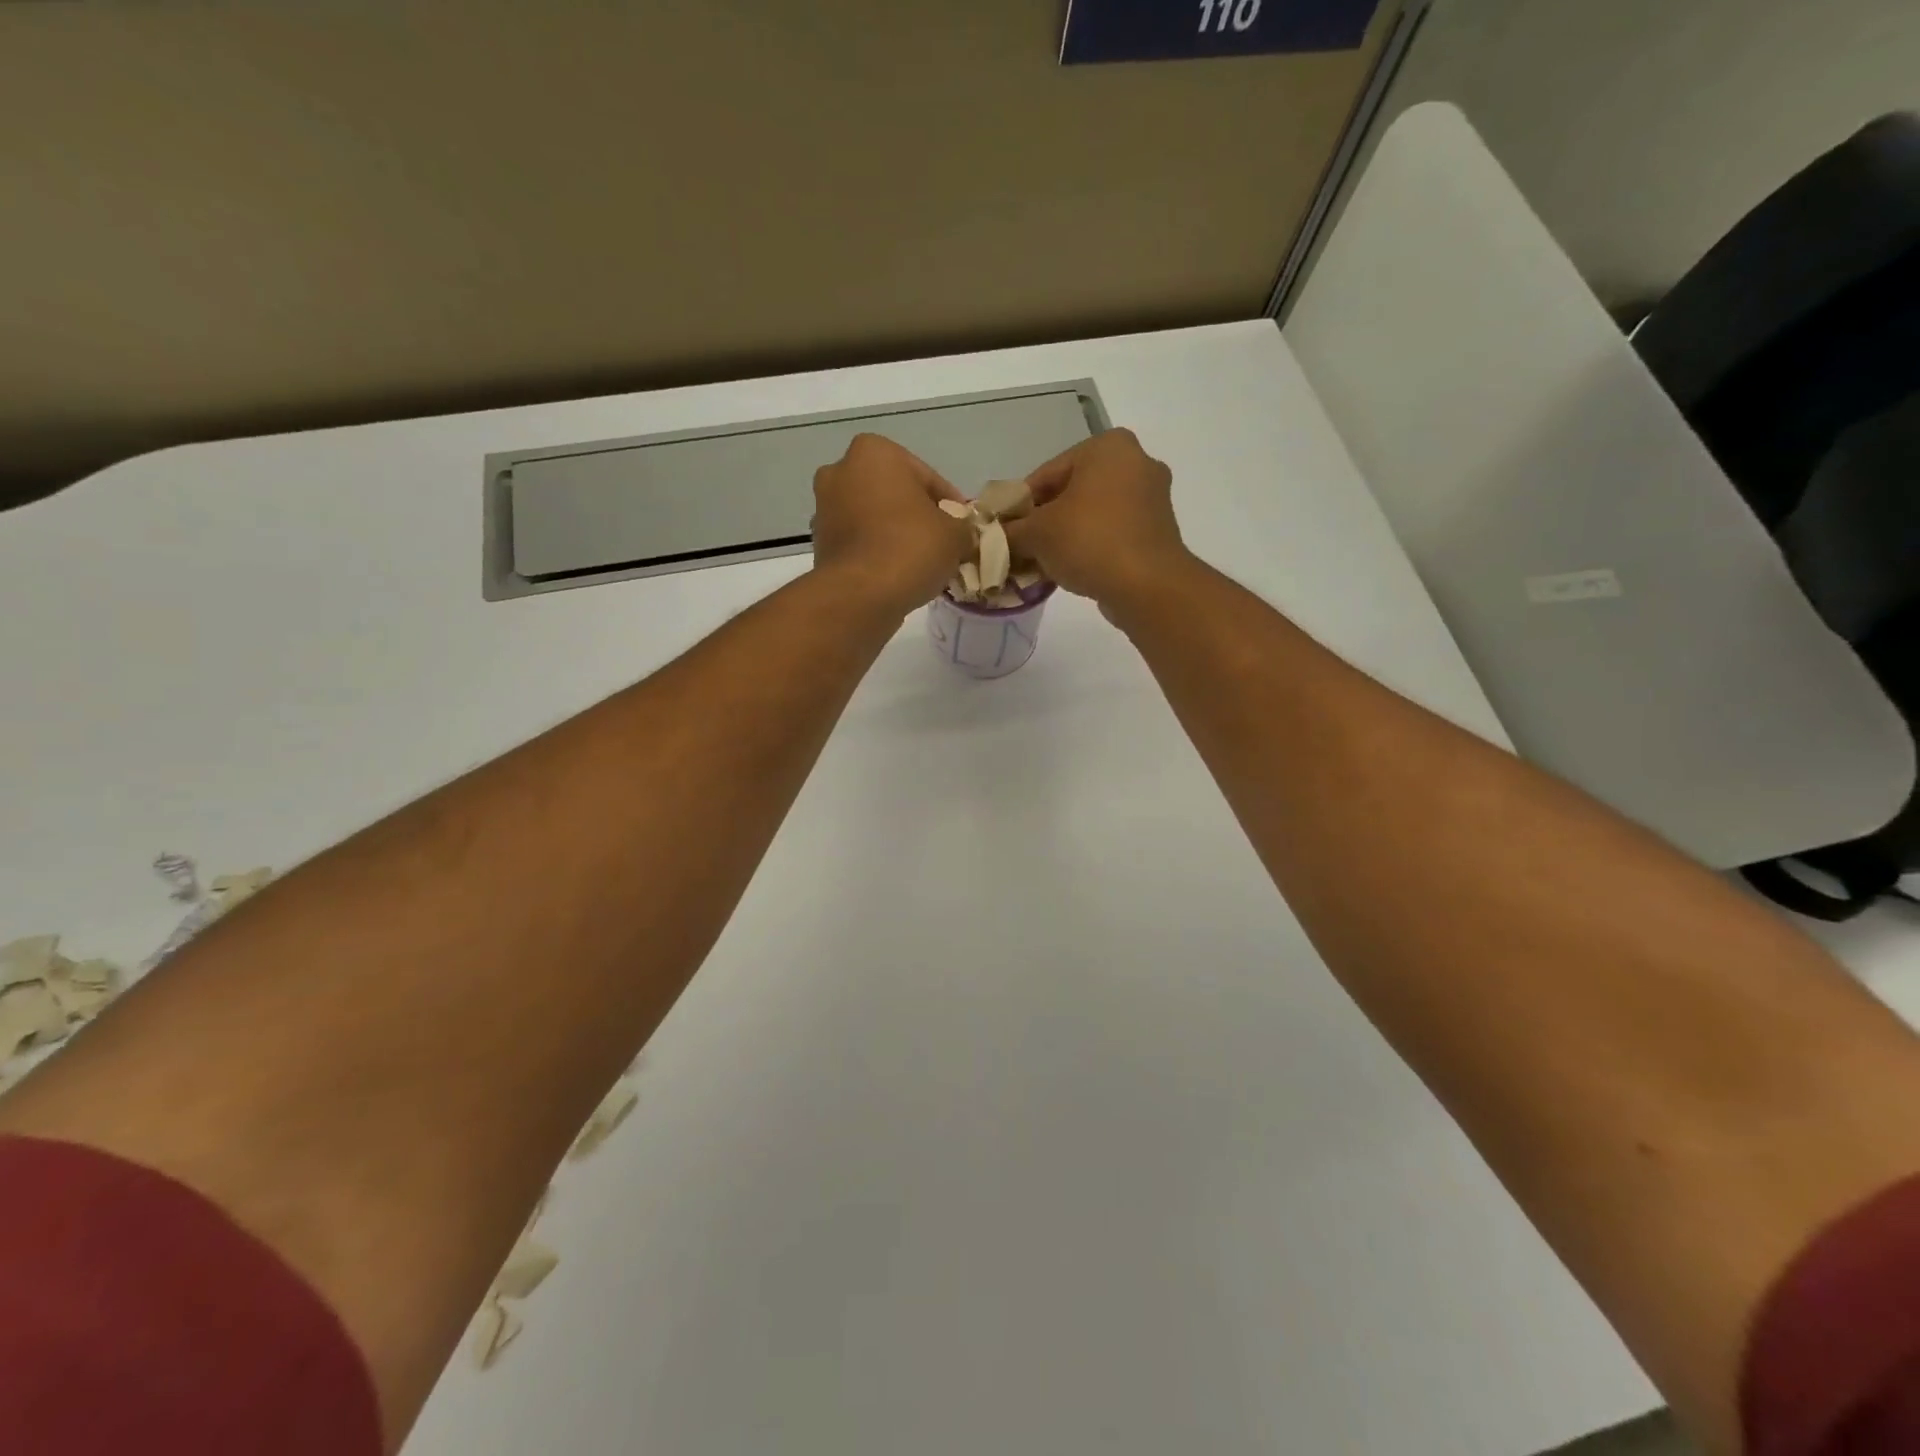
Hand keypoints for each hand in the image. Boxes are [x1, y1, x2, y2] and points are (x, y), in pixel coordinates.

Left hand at [811, 434, 973, 616]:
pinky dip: (876, 552)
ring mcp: (824, 508)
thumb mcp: (955, 534)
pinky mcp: (819, 543)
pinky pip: (859, 542)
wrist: (859, 595)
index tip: (963, 527)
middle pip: (895, 494)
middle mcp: (841, 470)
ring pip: (874, 518)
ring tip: (921, 562)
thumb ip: (962, 526)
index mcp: (874, 452)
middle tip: (942, 543)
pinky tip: (896, 574)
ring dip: (895, 534)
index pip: (927, 477)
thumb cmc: (910, 548)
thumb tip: (960, 533)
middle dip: (917, 515)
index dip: (950, 505)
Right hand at [1004, 429, 1193, 613]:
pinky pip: (1112, 533)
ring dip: (1065, 536)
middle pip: (1071, 492)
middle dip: (1044, 521)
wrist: (1147, 586)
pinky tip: (1069, 571)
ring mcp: (1152, 498)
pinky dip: (1090, 547)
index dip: (1019, 504)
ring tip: (1041, 564)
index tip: (1005, 530)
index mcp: (1108, 447)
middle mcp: (1136, 462)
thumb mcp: (1036, 533)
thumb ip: (1011, 530)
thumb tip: (995, 537)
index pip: (1047, 473)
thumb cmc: (1089, 541)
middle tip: (1021, 548)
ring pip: (1092, 514)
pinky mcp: (1158, 531)